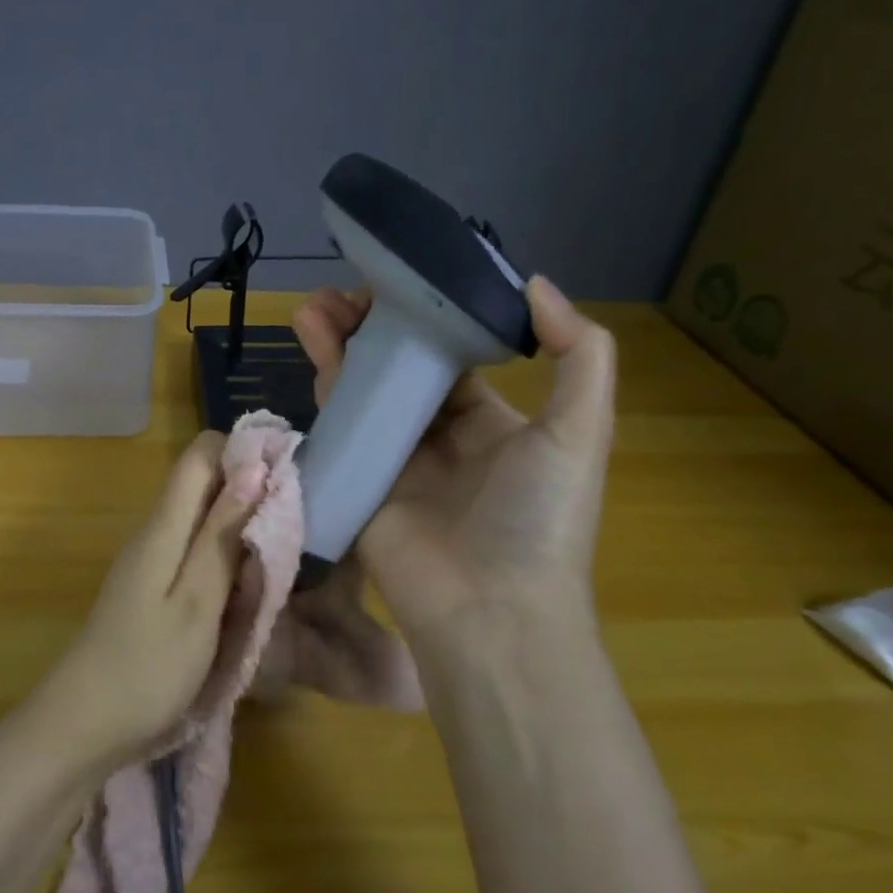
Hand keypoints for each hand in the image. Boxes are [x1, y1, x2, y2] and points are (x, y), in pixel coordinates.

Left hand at [37, 432, 266, 768]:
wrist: (82, 727)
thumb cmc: (147, 668)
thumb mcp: (197, 602)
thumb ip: (223, 535)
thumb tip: (254, 468)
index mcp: (163, 527)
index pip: (201, 454)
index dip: (243, 451)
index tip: (288, 473)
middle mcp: (154, 533)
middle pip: (204, 484)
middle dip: (251, 493)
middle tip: (297, 524)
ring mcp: (150, 563)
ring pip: (202, 521)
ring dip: (241, 529)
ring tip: (281, 558)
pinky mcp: (151, 591)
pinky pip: (194, 555)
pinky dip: (225, 561)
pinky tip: (247, 590)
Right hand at [292, 276, 615, 640]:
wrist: (489, 610)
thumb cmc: (539, 516)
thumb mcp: (580, 431)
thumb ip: (579, 353)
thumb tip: (536, 284)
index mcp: (490, 423)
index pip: (451, 358)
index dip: (426, 320)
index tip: (402, 281)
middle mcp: (438, 438)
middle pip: (397, 370)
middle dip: (371, 328)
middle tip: (342, 290)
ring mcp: (393, 461)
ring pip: (362, 391)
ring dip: (339, 346)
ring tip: (313, 304)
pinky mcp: (359, 482)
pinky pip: (339, 426)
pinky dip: (324, 384)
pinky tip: (311, 343)